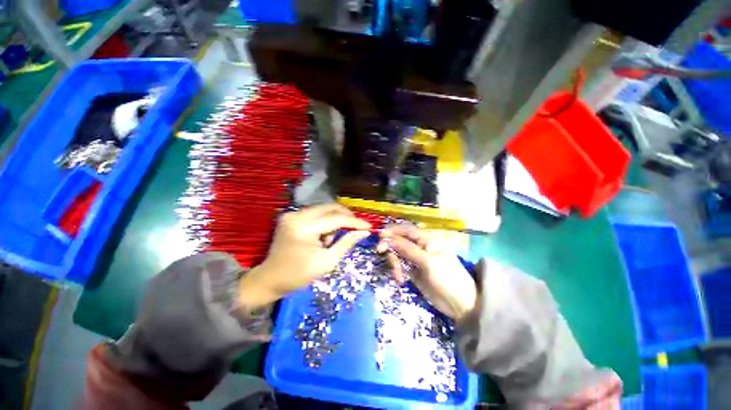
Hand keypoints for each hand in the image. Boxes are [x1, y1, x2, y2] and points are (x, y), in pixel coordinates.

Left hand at [239, 204, 370, 308]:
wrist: (271, 279)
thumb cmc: (299, 275)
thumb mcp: (328, 261)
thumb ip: (347, 243)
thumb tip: (364, 232)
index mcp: (304, 229)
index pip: (336, 219)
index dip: (355, 222)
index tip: (369, 226)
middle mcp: (296, 215)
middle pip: (330, 208)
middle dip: (346, 217)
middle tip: (357, 228)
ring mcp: (292, 214)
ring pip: (323, 209)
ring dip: (334, 220)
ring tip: (330, 240)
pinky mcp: (290, 216)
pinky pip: (315, 213)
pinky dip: (324, 222)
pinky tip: (322, 236)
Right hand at [377, 225, 476, 322]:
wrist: (460, 305)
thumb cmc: (448, 278)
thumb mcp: (428, 262)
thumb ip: (408, 249)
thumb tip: (389, 238)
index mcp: (427, 239)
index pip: (407, 230)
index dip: (393, 230)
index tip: (379, 235)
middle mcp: (420, 246)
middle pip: (399, 240)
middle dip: (390, 246)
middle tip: (380, 251)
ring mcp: (415, 259)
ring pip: (397, 253)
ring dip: (393, 262)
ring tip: (397, 275)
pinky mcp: (413, 271)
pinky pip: (399, 266)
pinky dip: (397, 271)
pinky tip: (400, 280)